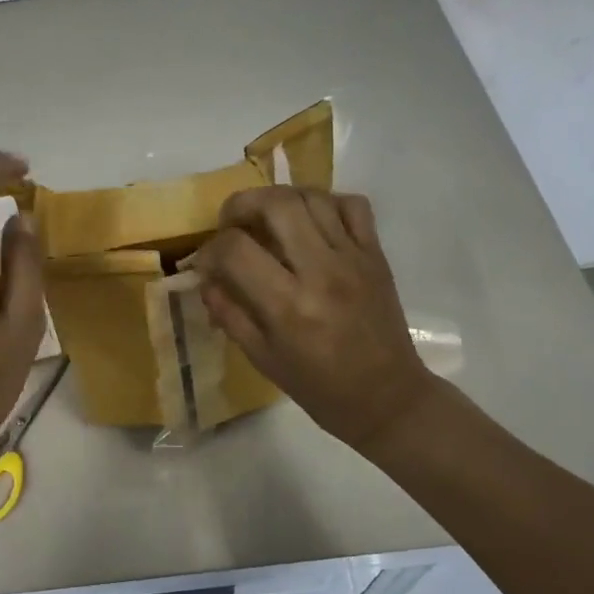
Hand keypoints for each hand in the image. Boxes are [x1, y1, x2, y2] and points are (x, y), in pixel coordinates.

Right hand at [198, 186, 437, 454]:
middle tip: (232, 223)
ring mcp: (353, 258)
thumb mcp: (261, 358)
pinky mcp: (376, 254)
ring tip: (267, 219)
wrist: (387, 397)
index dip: (210, 249)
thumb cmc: (318, 387)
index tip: (207, 264)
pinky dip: (325, 202)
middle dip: (241, 204)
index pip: (235, 249)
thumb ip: (229, 313)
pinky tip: (310, 222)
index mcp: (287, 305)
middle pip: (276, 204)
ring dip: (279, 199)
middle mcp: (321, 271)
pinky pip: (352, 205)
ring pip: (312, 196)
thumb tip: (207, 279)